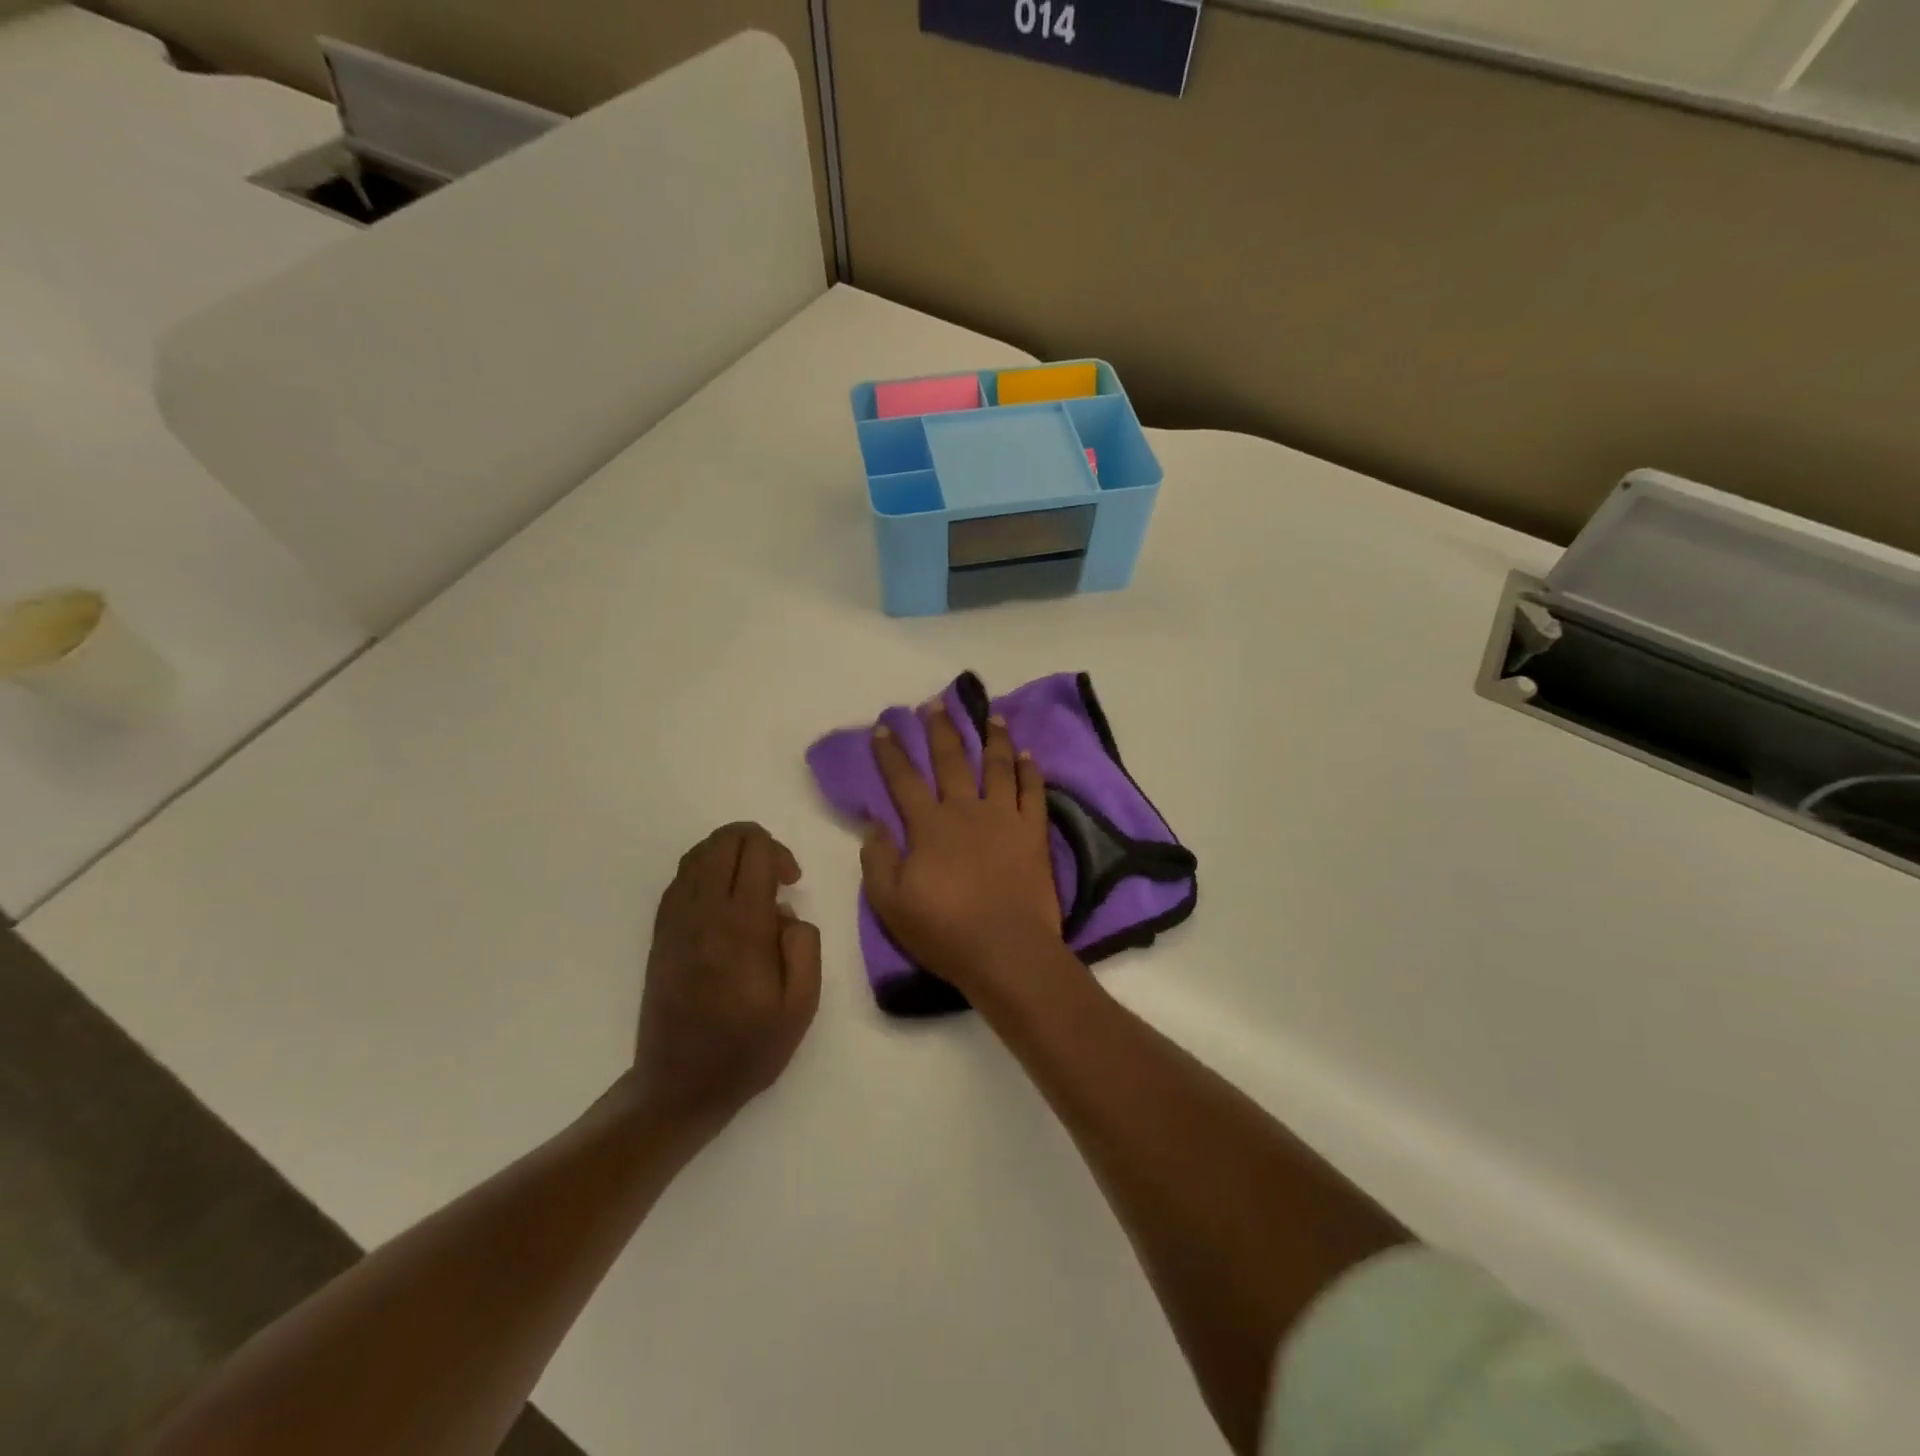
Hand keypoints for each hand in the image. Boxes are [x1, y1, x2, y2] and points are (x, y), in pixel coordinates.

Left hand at [633, 823, 821, 1130]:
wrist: (679, 1085)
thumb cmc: (748, 1047)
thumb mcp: (801, 1006)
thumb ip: (804, 946)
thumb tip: (785, 912)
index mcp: (741, 927)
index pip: (755, 851)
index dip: (780, 853)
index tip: (792, 882)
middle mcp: (703, 913)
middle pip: (724, 841)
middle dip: (756, 842)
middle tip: (775, 876)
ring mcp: (675, 920)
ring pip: (698, 854)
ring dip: (729, 853)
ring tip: (750, 882)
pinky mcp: (660, 933)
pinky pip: (680, 879)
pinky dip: (705, 870)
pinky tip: (722, 898)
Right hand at [861, 703, 1064, 998]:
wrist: (1006, 950)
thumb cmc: (944, 931)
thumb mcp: (890, 903)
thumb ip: (877, 859)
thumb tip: (874, 823)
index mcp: (928, 826)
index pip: (903, 779)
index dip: (890, 752)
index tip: (883, 727)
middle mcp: (966, 810)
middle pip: (951, 760)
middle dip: (940, 729)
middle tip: (935, 703)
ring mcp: (1003, 818)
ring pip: (997, 766)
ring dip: (992, 738)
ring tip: (990, 715)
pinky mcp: (1033, 832)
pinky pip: (1033, 792)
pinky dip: (1030, 770)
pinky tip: (1028, 753)